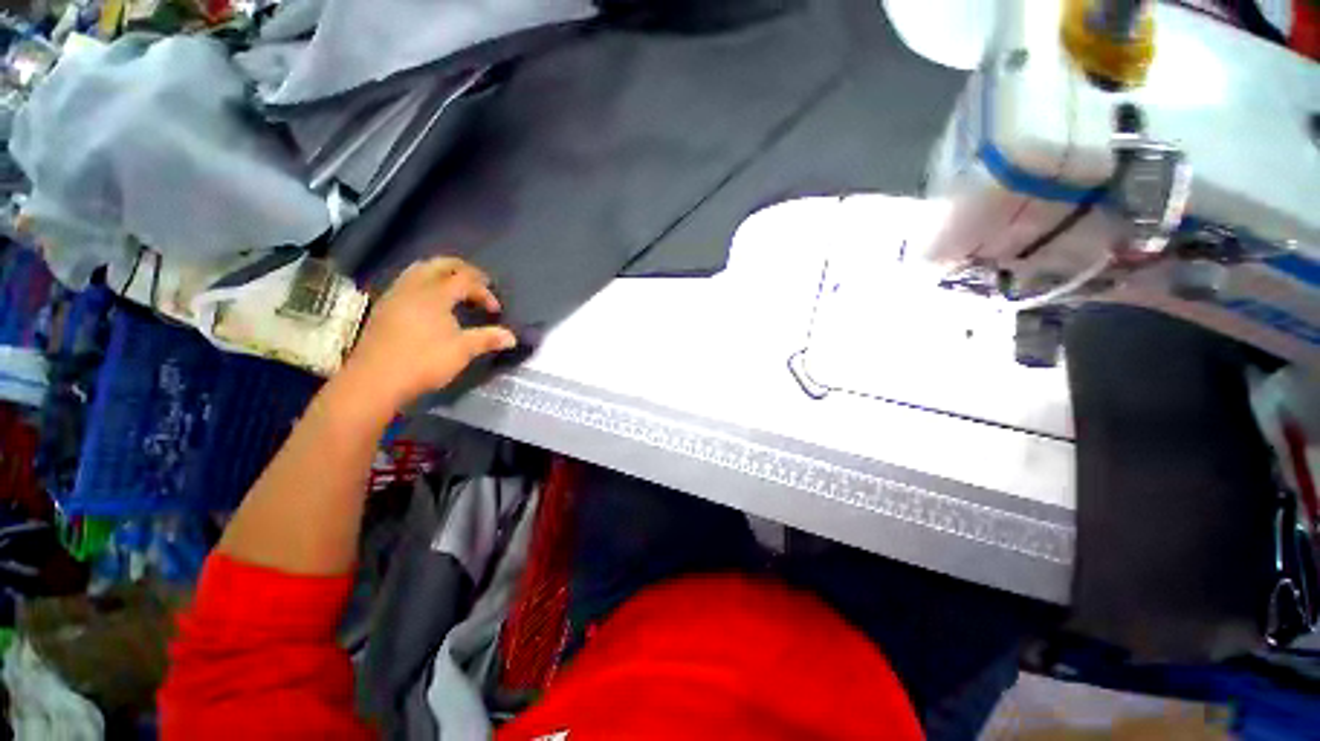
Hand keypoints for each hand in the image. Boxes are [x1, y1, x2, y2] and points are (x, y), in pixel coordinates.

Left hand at [337, 258, 516, 412]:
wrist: (375, 380)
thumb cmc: (423, 362)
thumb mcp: (462, 351)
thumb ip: (488, 339)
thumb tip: (512, 337)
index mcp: (435, 295)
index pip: (466, 280)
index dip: (484, 292)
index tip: (495, 311)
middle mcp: (413, 288)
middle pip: (440, 264)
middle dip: (463, 269)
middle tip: (480, 281)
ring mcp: (395, 296)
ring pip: (419, 270)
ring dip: (441, 273)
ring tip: (455, 287)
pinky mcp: (384, 308)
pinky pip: (406, 282)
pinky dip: (424, 283)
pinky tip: (429, 302)